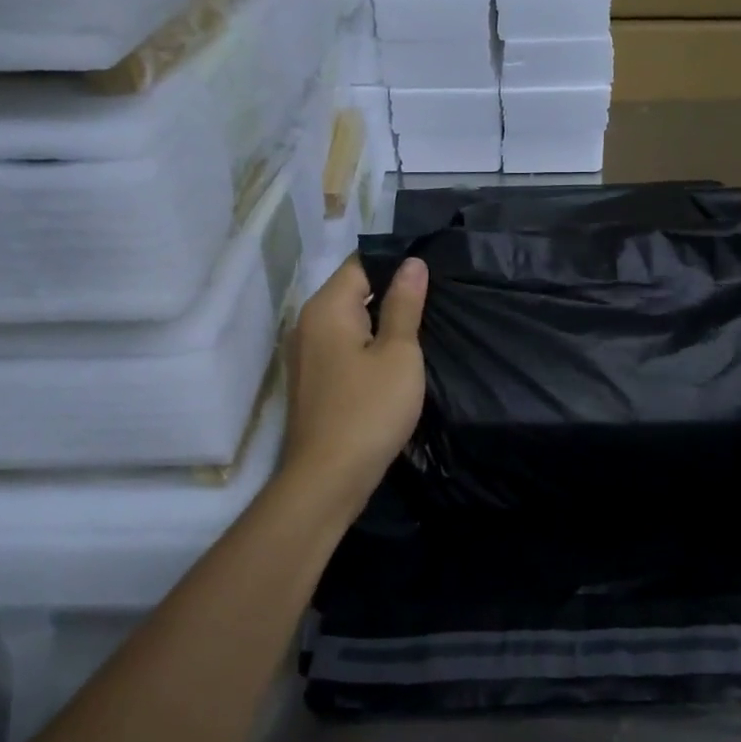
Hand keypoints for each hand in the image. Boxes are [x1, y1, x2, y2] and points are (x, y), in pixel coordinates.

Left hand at [280, 256, 427, 506]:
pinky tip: (394, 360)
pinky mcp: (312, 380)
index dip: (396, 264)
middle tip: (434, 301)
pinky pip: (342, 347)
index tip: (431, 273)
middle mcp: (307, 324)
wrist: (328, 478)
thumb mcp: (398, 353)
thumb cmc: (369, 409)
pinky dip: (367, 346)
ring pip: (348, 322)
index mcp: (326, 308)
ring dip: (380, 322)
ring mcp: (305, 354)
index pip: (360, 264)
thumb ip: (404, 305)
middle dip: (390, 293)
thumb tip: (412, 263)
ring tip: (421, 328)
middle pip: (352, 291)